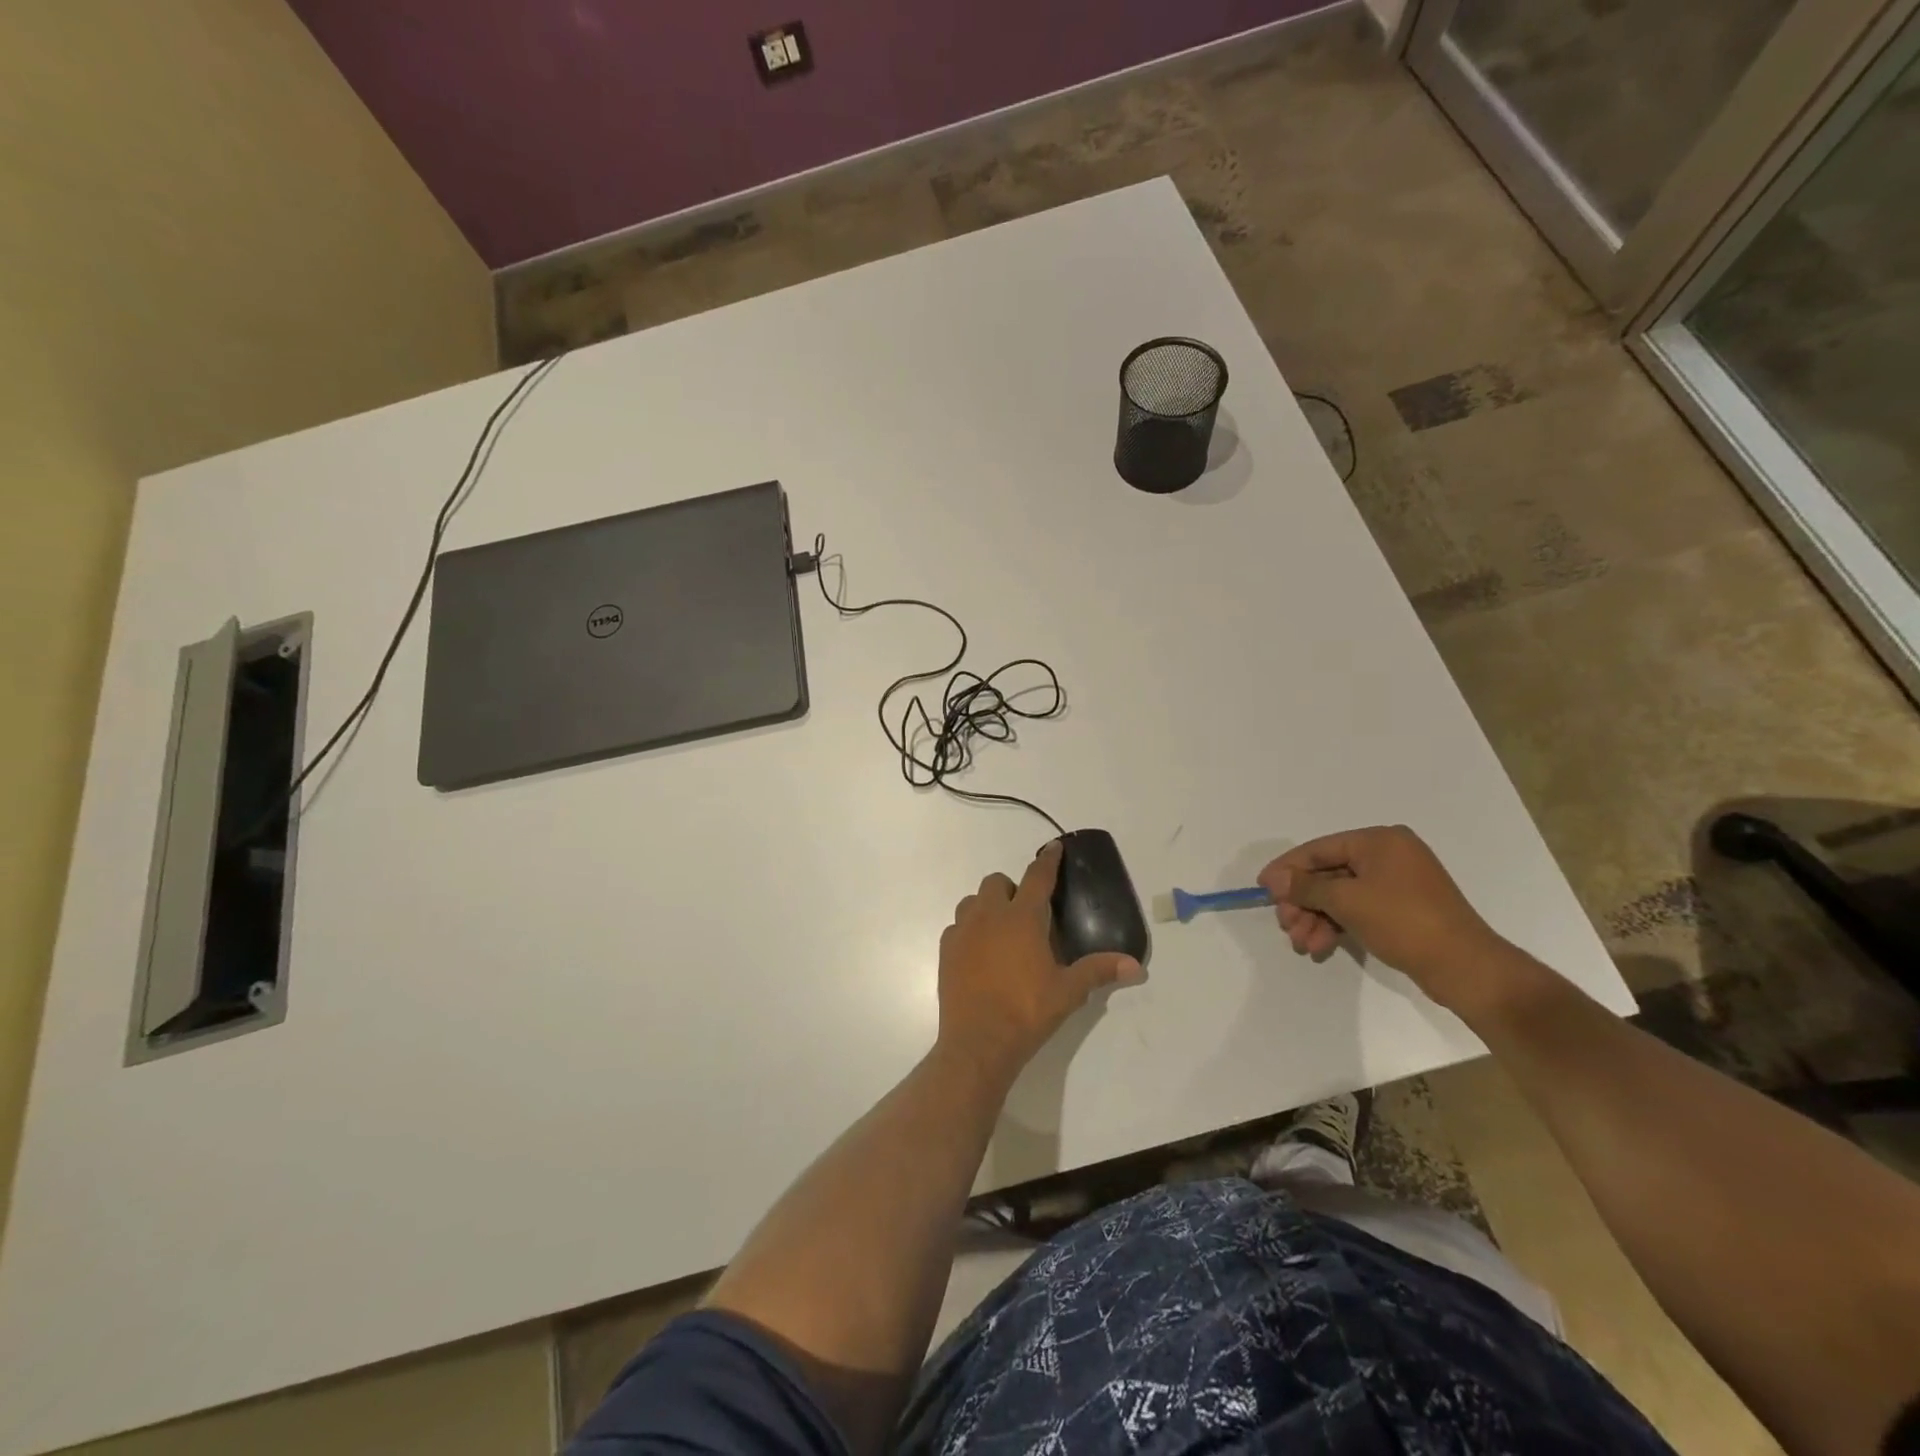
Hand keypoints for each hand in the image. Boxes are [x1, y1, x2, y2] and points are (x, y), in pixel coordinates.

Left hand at [936, 841, 1143, 1079]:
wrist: (978, 1042)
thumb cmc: (1027, 1011)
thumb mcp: (1069, 991)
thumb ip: (1099, 971)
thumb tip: (1136, 966)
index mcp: (1022, 918)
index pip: (1037, 877)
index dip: (1048, 860)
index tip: (1054, 847)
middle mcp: (990, 915)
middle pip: (998, 882)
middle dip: (1012, 889)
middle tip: (1026, 914)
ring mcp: (963, 931)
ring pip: (973, 901)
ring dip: (987, 906)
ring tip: (1001, 931)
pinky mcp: (946, 950)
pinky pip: (957, 927)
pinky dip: (969, 931)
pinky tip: (980, 952)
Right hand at [1257, 825, 1512, 1012]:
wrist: (1466, 968)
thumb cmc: (1404, 922)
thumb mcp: (1347, 901)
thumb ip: (1305, 886)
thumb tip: (1274, 879)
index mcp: (1379, 841)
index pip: (1319, 849)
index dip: (1287, 868)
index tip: (1262, 888)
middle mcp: (1389, 855)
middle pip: (1329, 874)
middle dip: (1303, 902)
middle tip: (1285, 925)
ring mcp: (1398, 883)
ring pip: (1341, 895)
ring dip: (1317, 918)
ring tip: (1302, 944)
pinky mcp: (1403, 909)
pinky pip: (1358, 909)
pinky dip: (1337, 925)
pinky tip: (1321, 946)